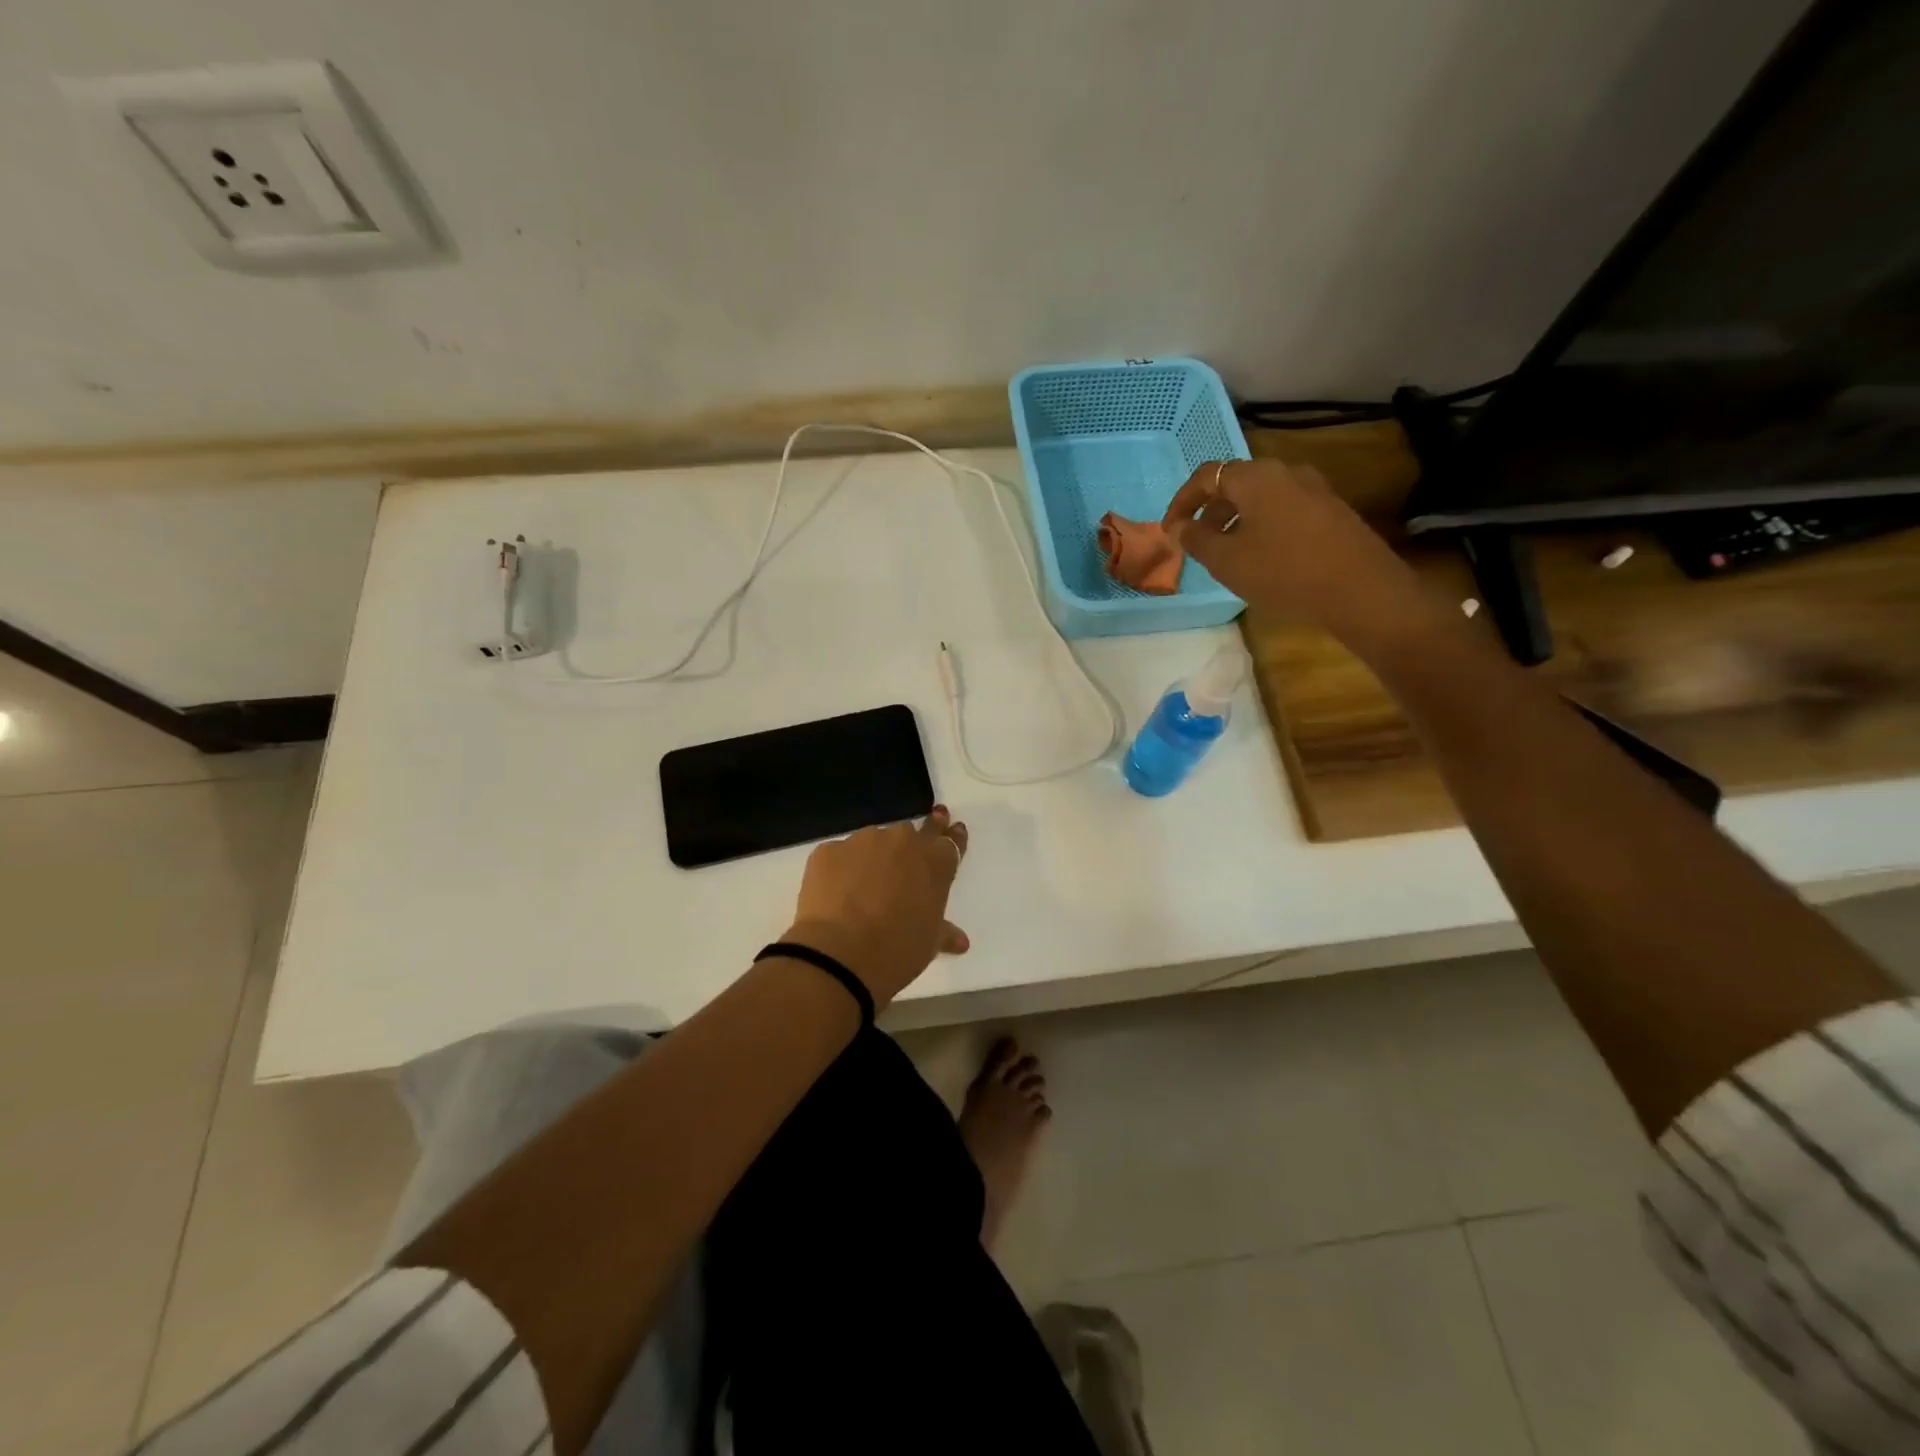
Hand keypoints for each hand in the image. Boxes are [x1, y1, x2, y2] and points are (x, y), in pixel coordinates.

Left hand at [782, 806, 969, 1006]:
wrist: (839, 956)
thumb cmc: (898, 950)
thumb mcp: (929, 944)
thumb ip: (944, 932)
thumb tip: (960, 941)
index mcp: (935, 862)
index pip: (949, 841)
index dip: (951, 836)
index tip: (950, 829)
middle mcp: (902, 841)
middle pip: (911, 833)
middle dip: (913, 841)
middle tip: (910, 850)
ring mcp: (863, 841)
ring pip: (873, 842)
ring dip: (874, 857)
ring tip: (864, 886)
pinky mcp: (828, 850)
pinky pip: (840, 855)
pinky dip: (841, 869)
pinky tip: (836, 893)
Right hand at [1162, 459, 1422, 639]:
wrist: (1360, 591)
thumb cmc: (1283, 571)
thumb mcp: (1227, 561)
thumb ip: (1197, 540)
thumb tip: (1182, 526)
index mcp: (1256, 477)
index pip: (1206, 476)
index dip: (1182, 501)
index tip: (1170, 529)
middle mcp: (1286, 472)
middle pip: (1236, 483)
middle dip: (1210, 511)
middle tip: (1196, 542)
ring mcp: (1314, 489)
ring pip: (1261, 498)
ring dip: (1236, 520)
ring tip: (1226, 554)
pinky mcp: (1331, 511)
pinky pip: (1283, 510)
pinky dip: (1261, 526)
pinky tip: (1262, 557)